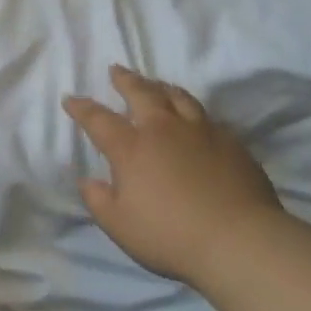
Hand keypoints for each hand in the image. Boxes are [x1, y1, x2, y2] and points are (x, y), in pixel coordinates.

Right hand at [63, 66, 283, 282]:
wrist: (239, 241)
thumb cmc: (170, 235)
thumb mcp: (119, 225)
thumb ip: (98, 200)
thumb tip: (88, 182)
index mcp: (131, 148)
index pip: (99, 119)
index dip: (82, 108)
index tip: (70, 99)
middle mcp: (164, 129)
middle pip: (142, 93)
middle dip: (125, 80)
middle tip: (116, 70)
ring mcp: (201, 132)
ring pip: (178, 97)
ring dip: (161, 86)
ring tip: (155, 84)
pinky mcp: (232, 142)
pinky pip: (208, 117)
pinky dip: (193, 112)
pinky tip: (195, 119)